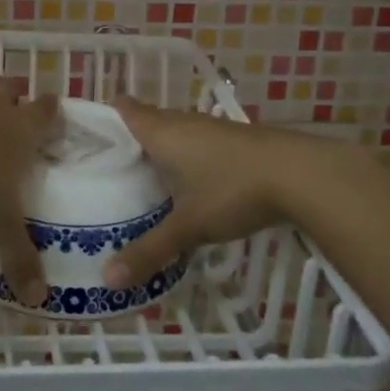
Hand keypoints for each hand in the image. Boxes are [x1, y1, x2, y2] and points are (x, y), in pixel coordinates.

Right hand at [104, 96, 301, 290]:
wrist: (302, 174)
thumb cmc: (233, 190)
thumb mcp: (189, 226)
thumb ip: (149, 251)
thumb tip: (107, 280)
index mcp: (161, 133)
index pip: (124, 109)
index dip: (104, 117)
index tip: (87, 138)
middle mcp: (183, 122)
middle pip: (148, 120)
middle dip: (130, 140)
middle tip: (109, 170)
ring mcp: (212, 128)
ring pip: (175, 132)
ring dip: (161, 150)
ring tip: (145, 180)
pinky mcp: (236, 140)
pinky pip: (198, 142)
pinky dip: (187, 157)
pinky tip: (190, 185)